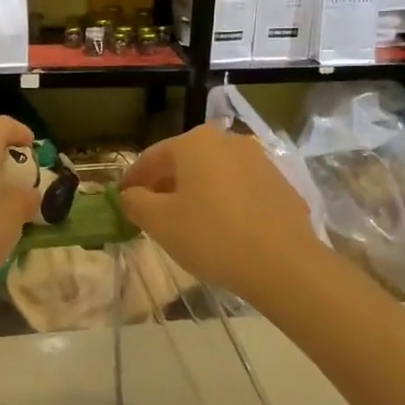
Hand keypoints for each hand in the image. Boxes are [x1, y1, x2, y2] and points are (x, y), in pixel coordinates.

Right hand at [119, 124, 321, 306]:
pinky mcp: (280, 183)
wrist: (283, 263)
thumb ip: (135, 203)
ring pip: (214, 174)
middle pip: (184, 162)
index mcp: (195, 142)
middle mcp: (228, 140)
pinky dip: (225, 202)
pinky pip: (240, 189)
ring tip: (187, 222)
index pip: (151, 158)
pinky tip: (222, 229)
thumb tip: (130, 195)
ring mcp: (259, 160)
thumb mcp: (159, 222)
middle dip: (165, 185)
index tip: (121, 200)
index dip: (132, 181)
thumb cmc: (211, 236)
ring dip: (196, 192)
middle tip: (151, 212)